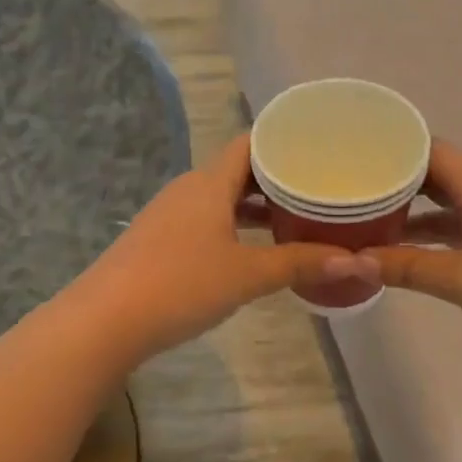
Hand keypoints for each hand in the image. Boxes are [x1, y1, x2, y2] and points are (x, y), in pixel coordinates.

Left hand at [69, 134, 379, 363]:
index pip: (250, 143)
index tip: (318, 149)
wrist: (106, 320)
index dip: (283, 141)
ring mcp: (169, 214)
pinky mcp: (158, 240)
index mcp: (209, 183)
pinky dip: (233, 224)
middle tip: (317, 186)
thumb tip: (355, 259)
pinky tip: (251, 248)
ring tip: (294, 217)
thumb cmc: (181, 285)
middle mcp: (188, 189)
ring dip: (254, 205)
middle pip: (237, 170)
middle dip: (276, 178)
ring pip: (220, 198)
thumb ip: (299, 264)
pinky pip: (205, 219)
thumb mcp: (247, 275)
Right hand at [364, 140, 461, 369]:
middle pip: (440, 176)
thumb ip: (408, 267)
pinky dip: (435, 237)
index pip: (434, 150)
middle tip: (356, 188)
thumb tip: (355, 260)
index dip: (397, 147)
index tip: (357, 153)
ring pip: (451, 206)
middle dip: (399, 180)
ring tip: (371, 221)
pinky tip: (410, 254)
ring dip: (415, 212)